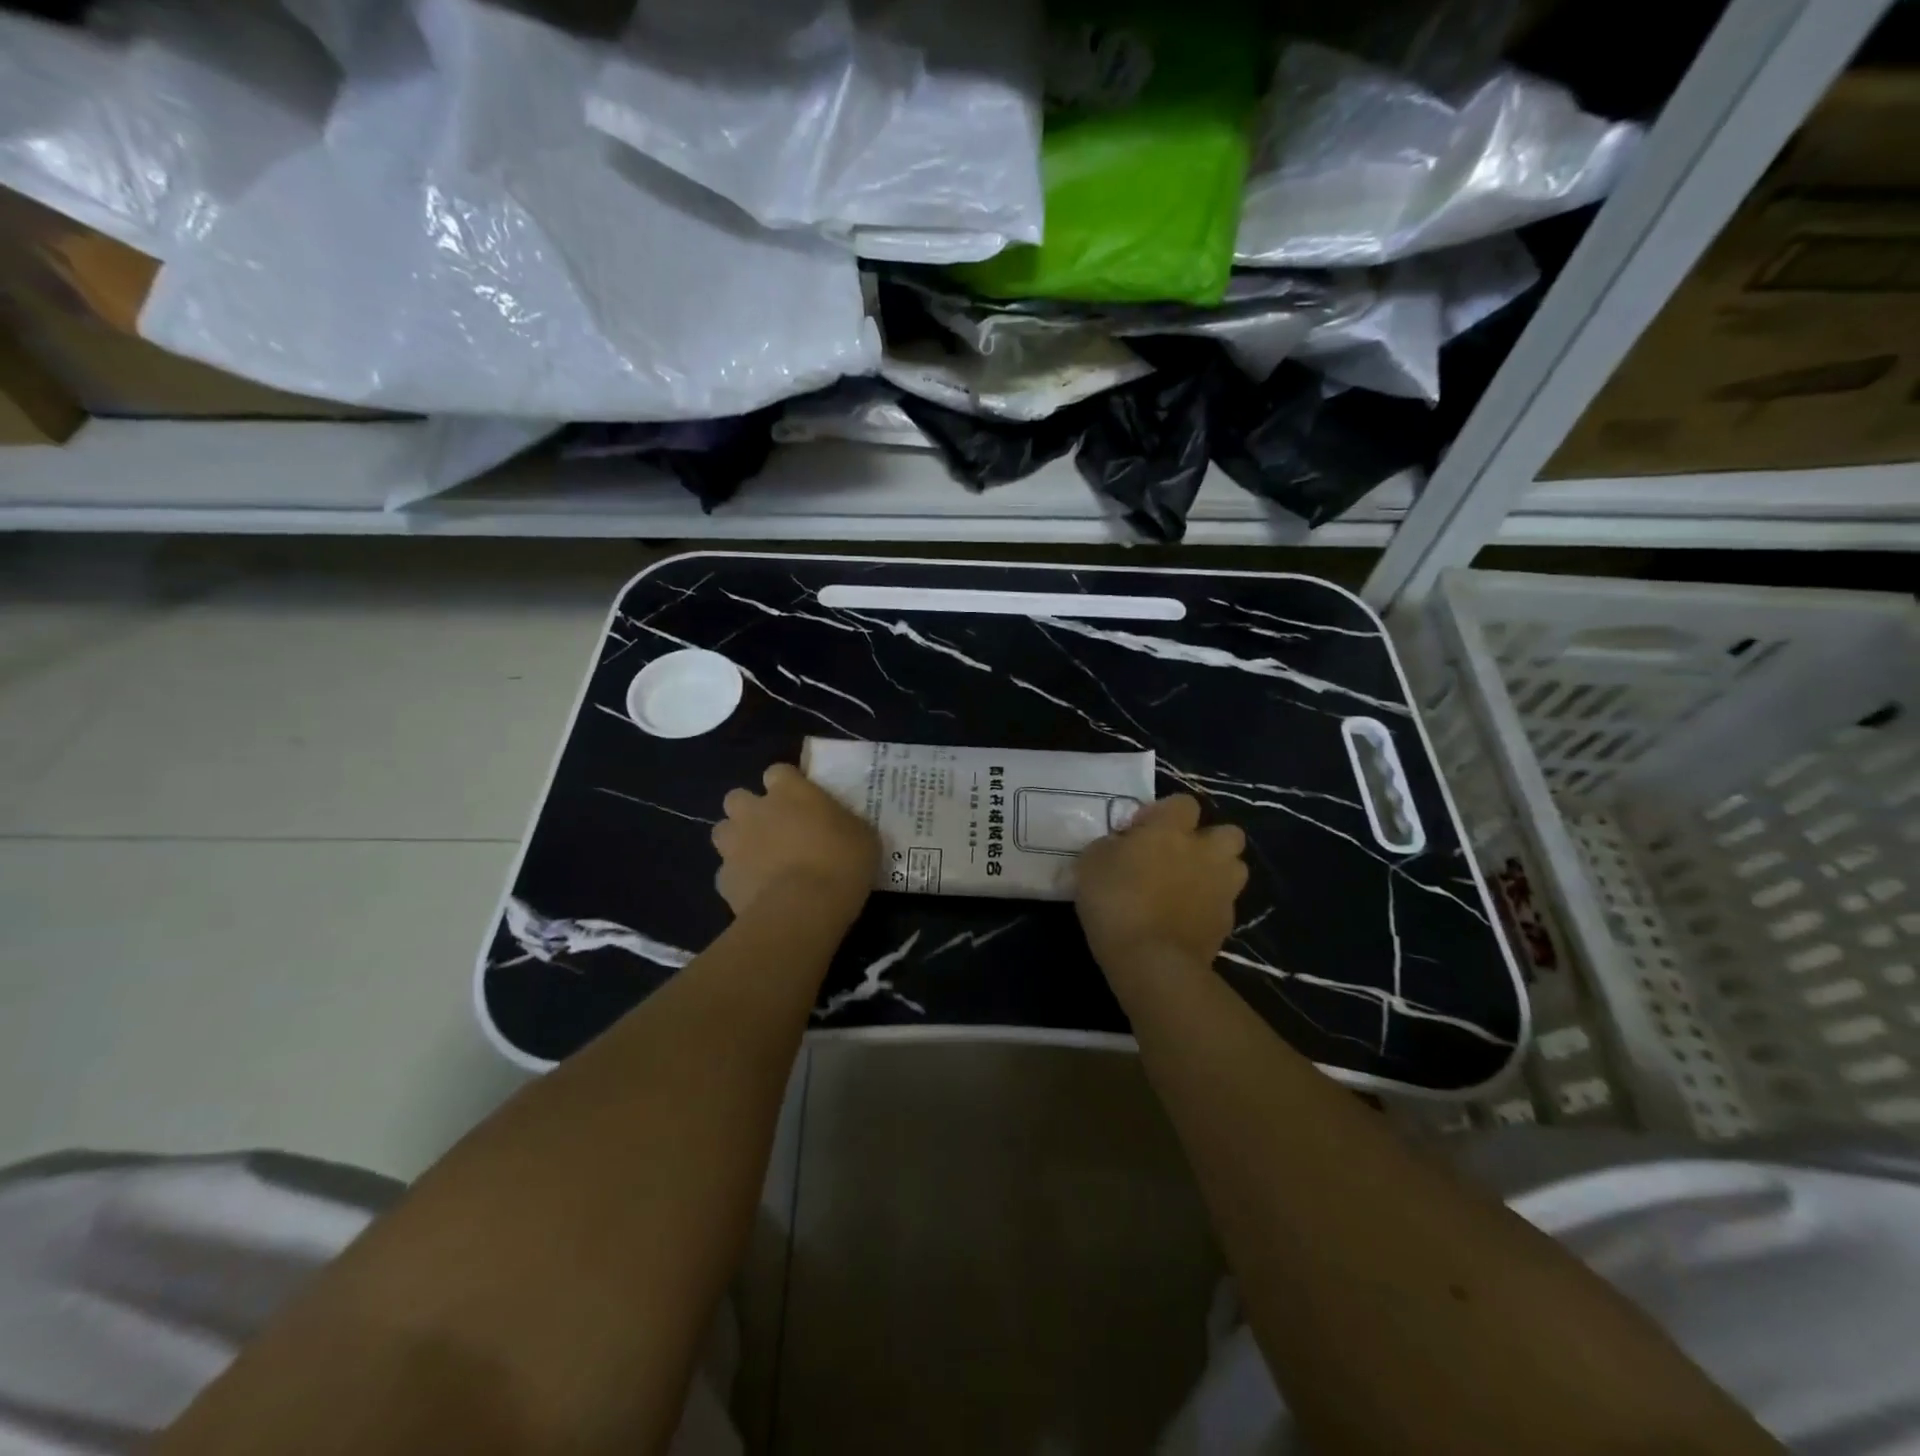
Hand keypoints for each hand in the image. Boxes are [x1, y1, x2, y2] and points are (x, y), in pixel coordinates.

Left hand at [712, 763, 878, 923]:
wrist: (804, 908)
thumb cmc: (841, 862)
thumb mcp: (862, 836)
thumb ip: (844, 824)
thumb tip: (841, 827)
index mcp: (790, 791)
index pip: (778, 772)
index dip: (787, 785)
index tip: (801, 801)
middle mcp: (755, 811)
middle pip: (737, 797)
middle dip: (750, 810)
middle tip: (773, 828)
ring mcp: (735, 845)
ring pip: (722, 832)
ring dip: (737, 841)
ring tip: (760, 859)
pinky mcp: (724, 880)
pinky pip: (727, 873)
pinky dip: (739, 879)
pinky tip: (758, 892)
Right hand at [1075, 795, 1246, 970]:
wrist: (1151, 961)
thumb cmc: (1115, 901)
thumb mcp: (1091, 863)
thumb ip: (1110, 846)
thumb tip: (1120, 846)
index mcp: (1172, 830)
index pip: (1183, 803)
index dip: (1163, 813)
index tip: (1140, 833)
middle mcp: (1205, 852)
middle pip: (1227, 833)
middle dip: (1208, 841)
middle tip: (1178, 857)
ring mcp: (1222, 889)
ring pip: (1235, 868)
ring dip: (1216, 873)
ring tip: (1188, 888)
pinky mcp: (1227, 924)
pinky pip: (1223, 905)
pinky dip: (1208, 908)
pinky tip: (1184, 920)